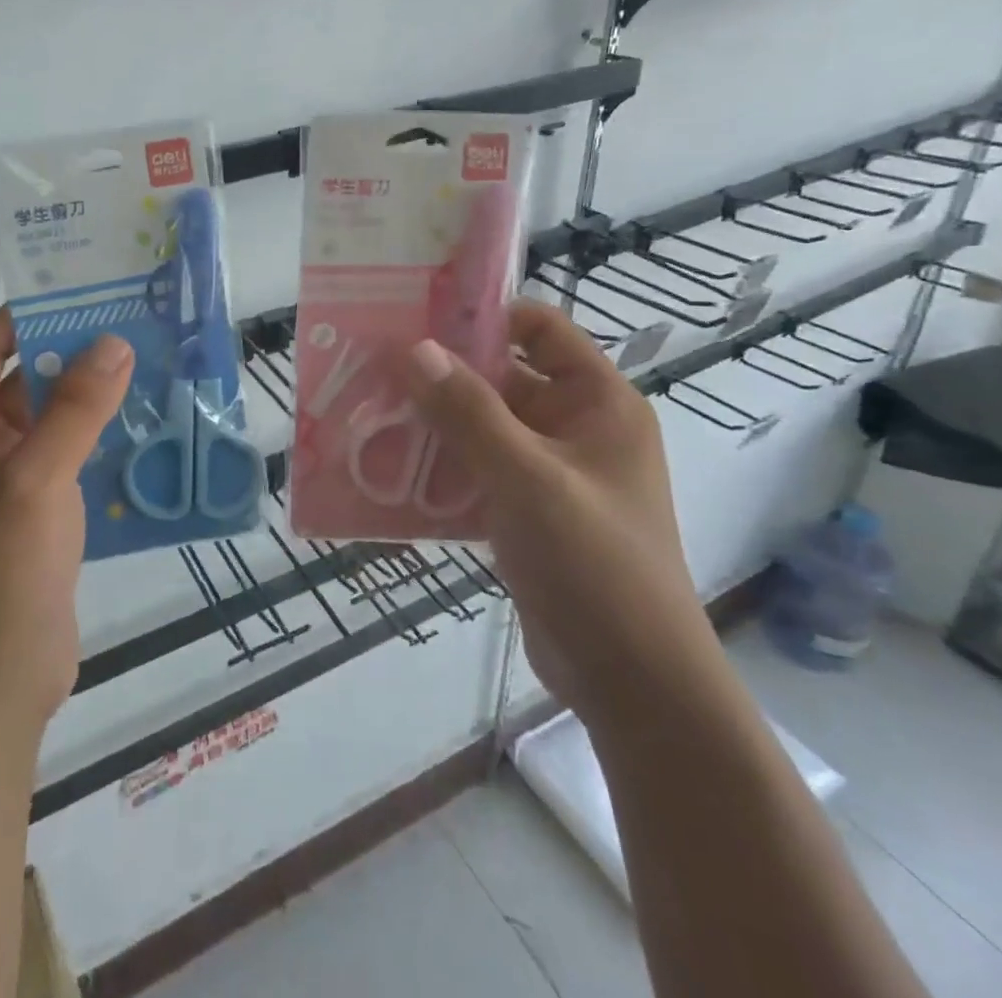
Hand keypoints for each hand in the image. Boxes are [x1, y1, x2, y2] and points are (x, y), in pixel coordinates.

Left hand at [0, 310, 133, 738]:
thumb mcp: (35, 480)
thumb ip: (76, 408)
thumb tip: (114, 341)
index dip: (27, 315)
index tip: (84, 290)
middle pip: (21, 380)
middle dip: (72, 354)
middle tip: (134, 323)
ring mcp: (2, 484)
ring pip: (50, 421)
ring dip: (92, 397)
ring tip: (151, 364)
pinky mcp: (35, 515)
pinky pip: (68, 458)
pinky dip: (100, 438)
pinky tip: (147, 424)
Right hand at [403, 301, 714, 727]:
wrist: (632, 684)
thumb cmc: (593, 564)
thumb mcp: (528, 479)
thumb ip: (468, 412)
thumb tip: (414, 348)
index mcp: (598, 403)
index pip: (540, 329)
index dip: (485, 316)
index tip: (418, 316)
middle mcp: (576, 428)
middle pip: (503, 378)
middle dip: (442, 374)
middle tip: (375, 366)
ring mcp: (551, 473)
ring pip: (483, 427)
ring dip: (433, 422)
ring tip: (370, 412)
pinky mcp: (526, 513)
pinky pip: (477, 471)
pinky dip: (439, 466)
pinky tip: (389, 469)